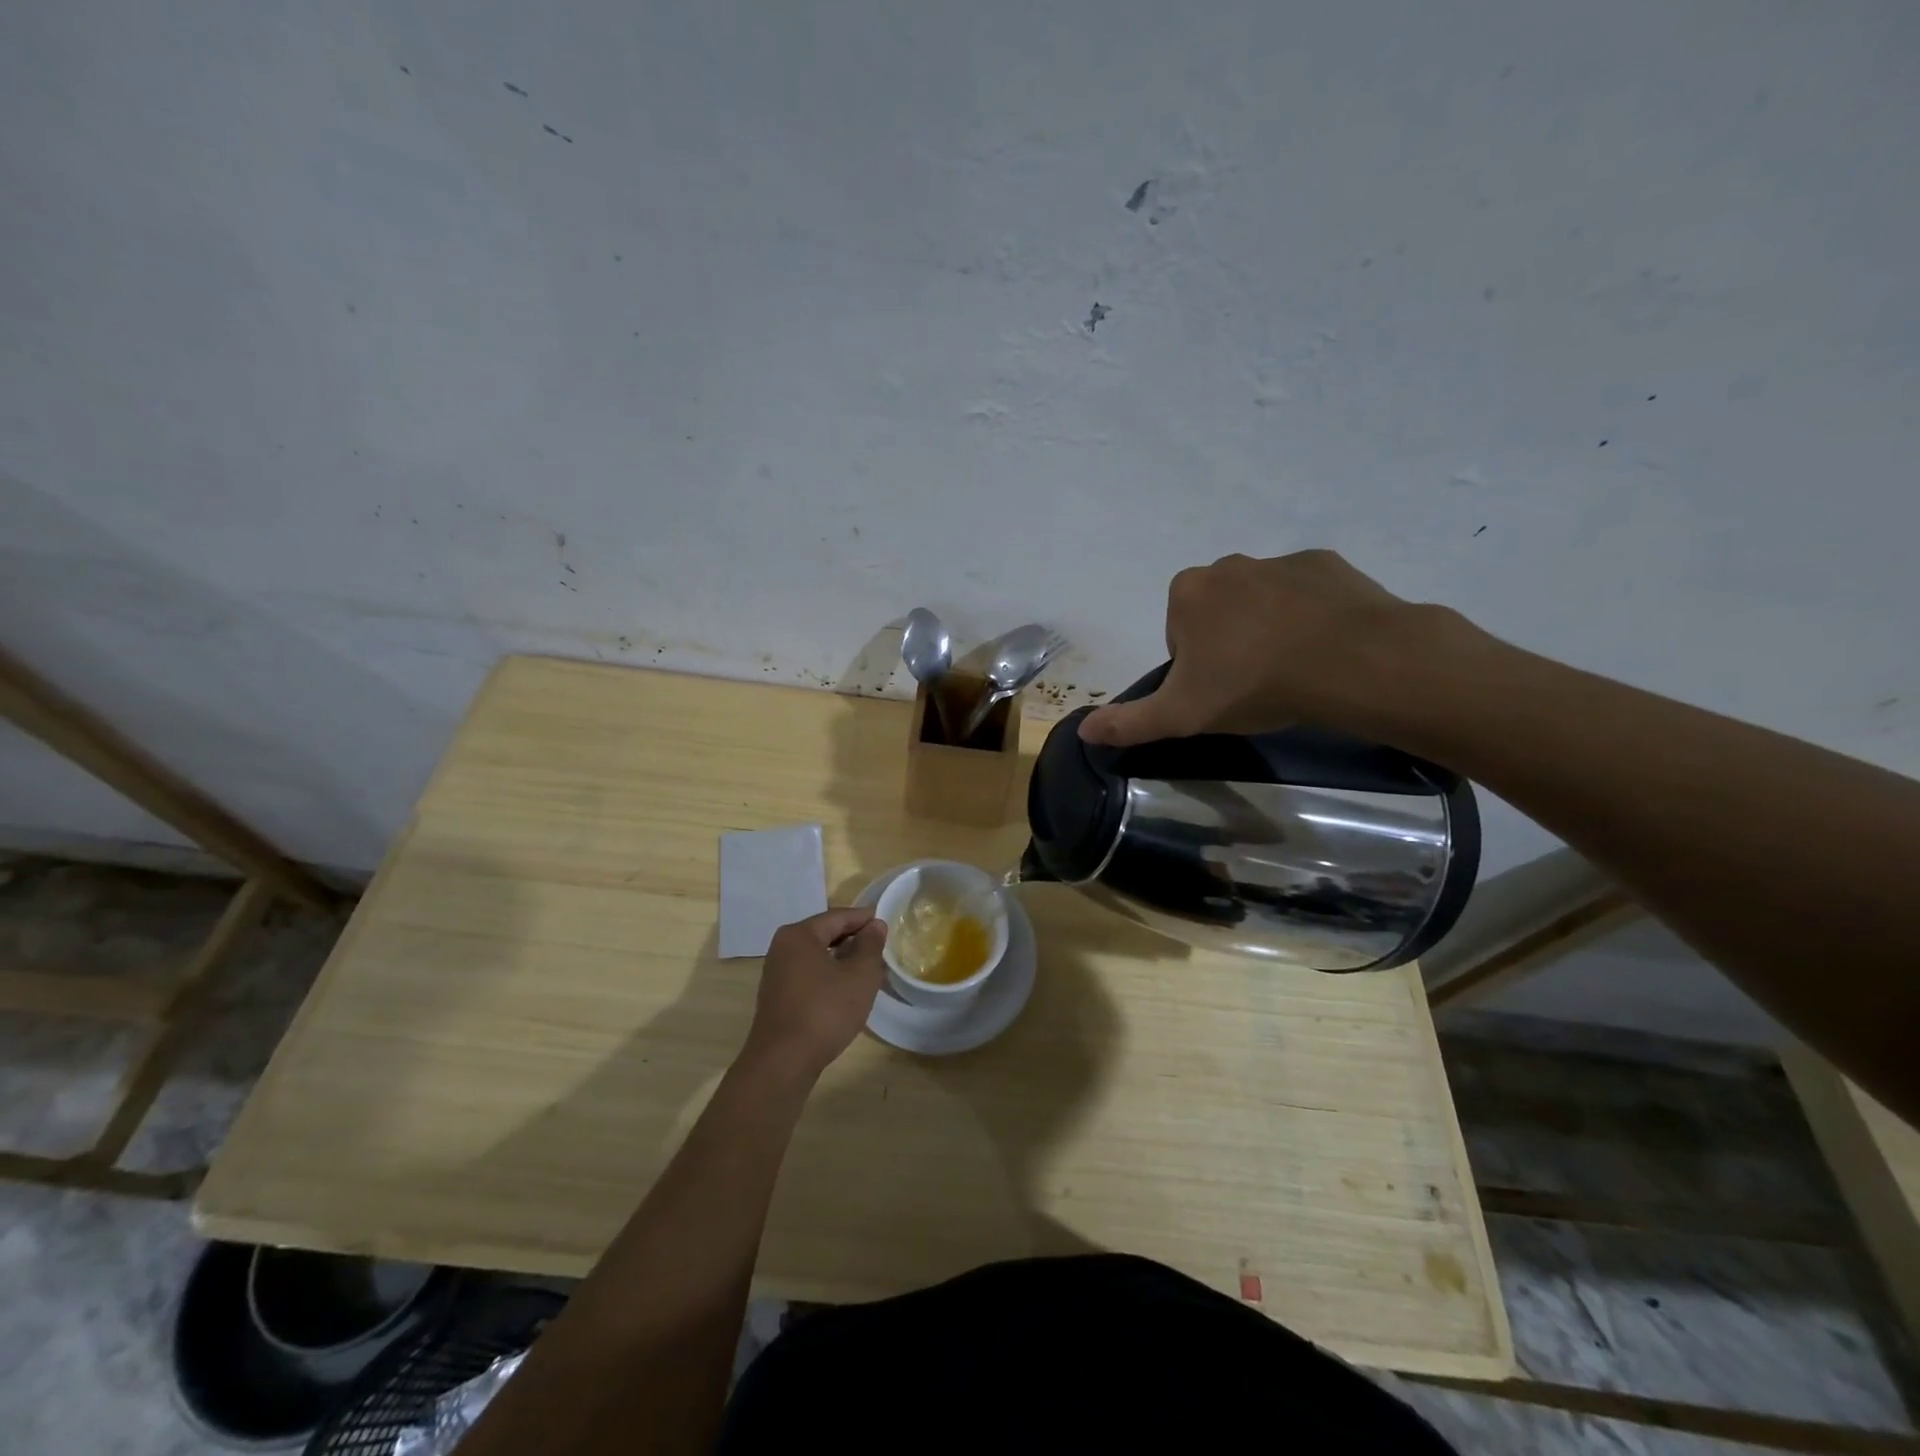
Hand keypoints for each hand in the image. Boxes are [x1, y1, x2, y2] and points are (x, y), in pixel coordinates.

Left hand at [742, 907, 886, 1079]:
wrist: (783, 1062)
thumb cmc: (825, 1011)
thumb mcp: (859, 976)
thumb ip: (870, 946)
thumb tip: (875, 925)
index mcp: (799, 935)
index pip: (838, 916)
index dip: (864, 918)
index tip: (886, 922)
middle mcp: (783, 947)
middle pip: (825, 933)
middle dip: (853, 938)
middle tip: (880, 945)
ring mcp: (777, 973)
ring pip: (817, 955)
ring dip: (842, 958)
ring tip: (868, 967)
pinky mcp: (778, 996)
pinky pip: (809, 974)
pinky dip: (829, 974)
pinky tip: (846, 988)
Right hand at [1078, 549, 1452, 747]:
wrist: (1348, 661)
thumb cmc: (1252, 684)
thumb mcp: (1180, 715)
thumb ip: (1129, 722)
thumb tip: (1082, 730)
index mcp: (1188, 593)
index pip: (1179, 633)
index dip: (1195, 666)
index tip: (1218, 691)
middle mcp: (1228, 565)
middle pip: (1218, 612)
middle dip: (1230, 642)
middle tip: (1254, 682)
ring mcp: (1280, 560)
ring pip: (1262, 600)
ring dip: (1269, 628)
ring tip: (1293, 668)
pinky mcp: (1326, 564)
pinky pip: (1307, 592)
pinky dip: (1310, 615)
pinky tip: (1323, 647)